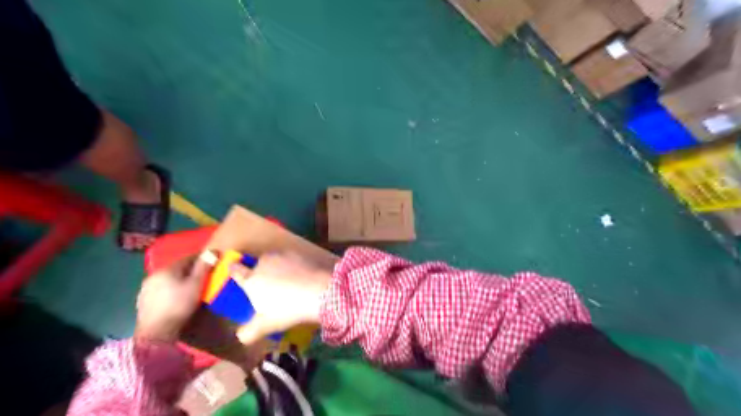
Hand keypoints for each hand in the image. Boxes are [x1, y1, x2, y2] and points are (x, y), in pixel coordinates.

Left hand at [135, 253, 215, 343]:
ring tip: (191, 288)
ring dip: (179, 280)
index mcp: (168, 269)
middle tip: (204, 277)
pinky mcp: (143, 301)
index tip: (212, 263)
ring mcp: (146, 288)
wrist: (156, 333)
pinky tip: (176, 298)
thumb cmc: (179, 305)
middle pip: (177, 268)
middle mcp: (154, 275)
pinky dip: (170, 289)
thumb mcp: (196, 285)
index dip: (202, 259)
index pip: (188, 258)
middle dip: (190, 270)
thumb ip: (204, 267)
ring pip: (168, 279)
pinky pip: (161, 289)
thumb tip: (212, 250)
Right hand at [231, 253, 330, 343]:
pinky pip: (291, 259)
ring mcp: (282, 256)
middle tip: (269, 287)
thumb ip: (249, 332)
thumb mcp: (265, 325)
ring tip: (287, 283)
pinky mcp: (300, 254)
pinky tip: (301, 278)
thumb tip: (240, 336)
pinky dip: (293, 266)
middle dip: (261, 273)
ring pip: (274, 260)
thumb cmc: (287, 309)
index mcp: (251, 280)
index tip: (234, 270)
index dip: (234, 270)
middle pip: (257, 265)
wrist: (318, 291)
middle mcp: (264, 263)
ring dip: (277, 268)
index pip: (236, 271)